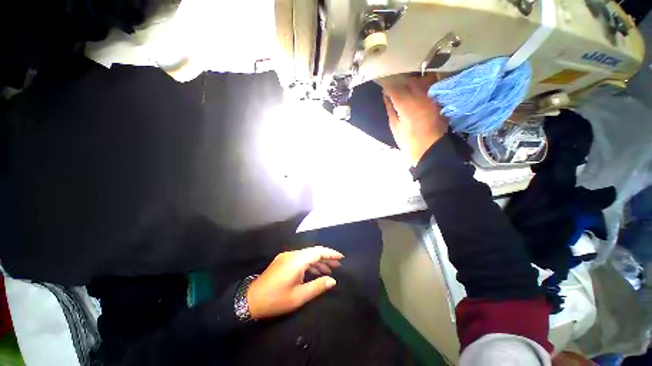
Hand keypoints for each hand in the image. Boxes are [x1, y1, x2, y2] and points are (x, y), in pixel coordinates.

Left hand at [246, 246, 343, 318]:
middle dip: (326, 258)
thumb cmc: (276, 299)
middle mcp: (292, 254)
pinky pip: (300, 259)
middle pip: (313, 252)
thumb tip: (333, 281)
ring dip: (318, 261)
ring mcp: (286, 256)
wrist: (250, 300)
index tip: (341, 257)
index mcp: (297, 260)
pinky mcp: (282, 260)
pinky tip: (314, 272)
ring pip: (306, 255)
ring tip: (328, 271)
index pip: (318, 252)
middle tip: (338, 266)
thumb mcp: (299, 296)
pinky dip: (309, 264)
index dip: (330, 253)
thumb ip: (317, 286)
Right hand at [381, 76, 448, 165]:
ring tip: (402, 84)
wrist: (430, 149)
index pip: (394, 87)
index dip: (386, 83)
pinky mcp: (436, 100)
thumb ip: (390, 109)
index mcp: (406, 104)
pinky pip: (428, 86)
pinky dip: (420, 84)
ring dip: (409, 80)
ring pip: (419, 81)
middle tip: (390, 82)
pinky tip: (415, 88)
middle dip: (397, 80)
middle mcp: (420, 96)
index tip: (380, 80)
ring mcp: (430, 97)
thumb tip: (386, 96)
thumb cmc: (408, 142)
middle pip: (407, 80)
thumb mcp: (395, 126)